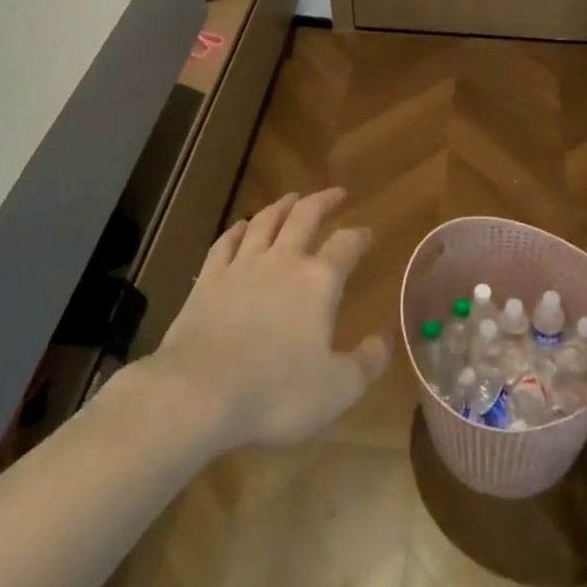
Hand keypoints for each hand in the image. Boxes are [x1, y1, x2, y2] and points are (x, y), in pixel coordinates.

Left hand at [150, 189, 390, 450]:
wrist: (199, 392)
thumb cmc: (276, 392)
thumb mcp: (337, 388)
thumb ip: (367, 362)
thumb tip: (386, 338)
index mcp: (319, 281)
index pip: (345, 245)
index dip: (359, 236)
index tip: (367, 232)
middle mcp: (283, 261)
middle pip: (305, 216)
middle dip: (323, 201)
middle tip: (336, 193)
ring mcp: (242, 266)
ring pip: (265, 221)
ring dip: (282, 206)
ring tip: (292, 197)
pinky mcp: (208, 279)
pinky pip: (226, 243)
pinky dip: (237, 230)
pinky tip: (242, 226)